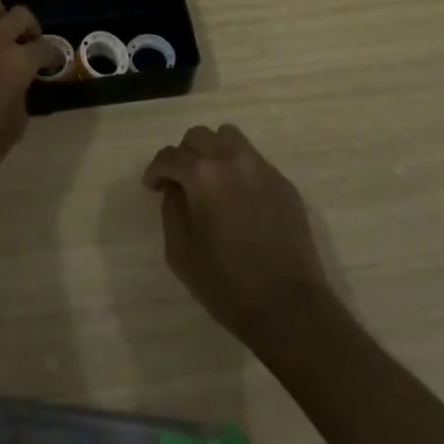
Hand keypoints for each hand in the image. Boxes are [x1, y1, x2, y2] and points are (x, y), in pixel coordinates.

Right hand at [144, 124, 332, 344]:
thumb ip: (171, 212)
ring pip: (229, 137)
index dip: (156, 170)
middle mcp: (233, 160)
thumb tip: (175, 190)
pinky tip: (239, 200)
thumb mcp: (182, 255)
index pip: (171, 156)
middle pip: (199, 136)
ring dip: (213, 151)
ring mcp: (262, 168)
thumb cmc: (229, 286)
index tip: (152, 186)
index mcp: (204, 176)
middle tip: (180, 181)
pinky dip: (238, 169)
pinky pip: (253, 161)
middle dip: (183, 155)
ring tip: (210, 180)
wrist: (290, 307)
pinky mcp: (283, 182)